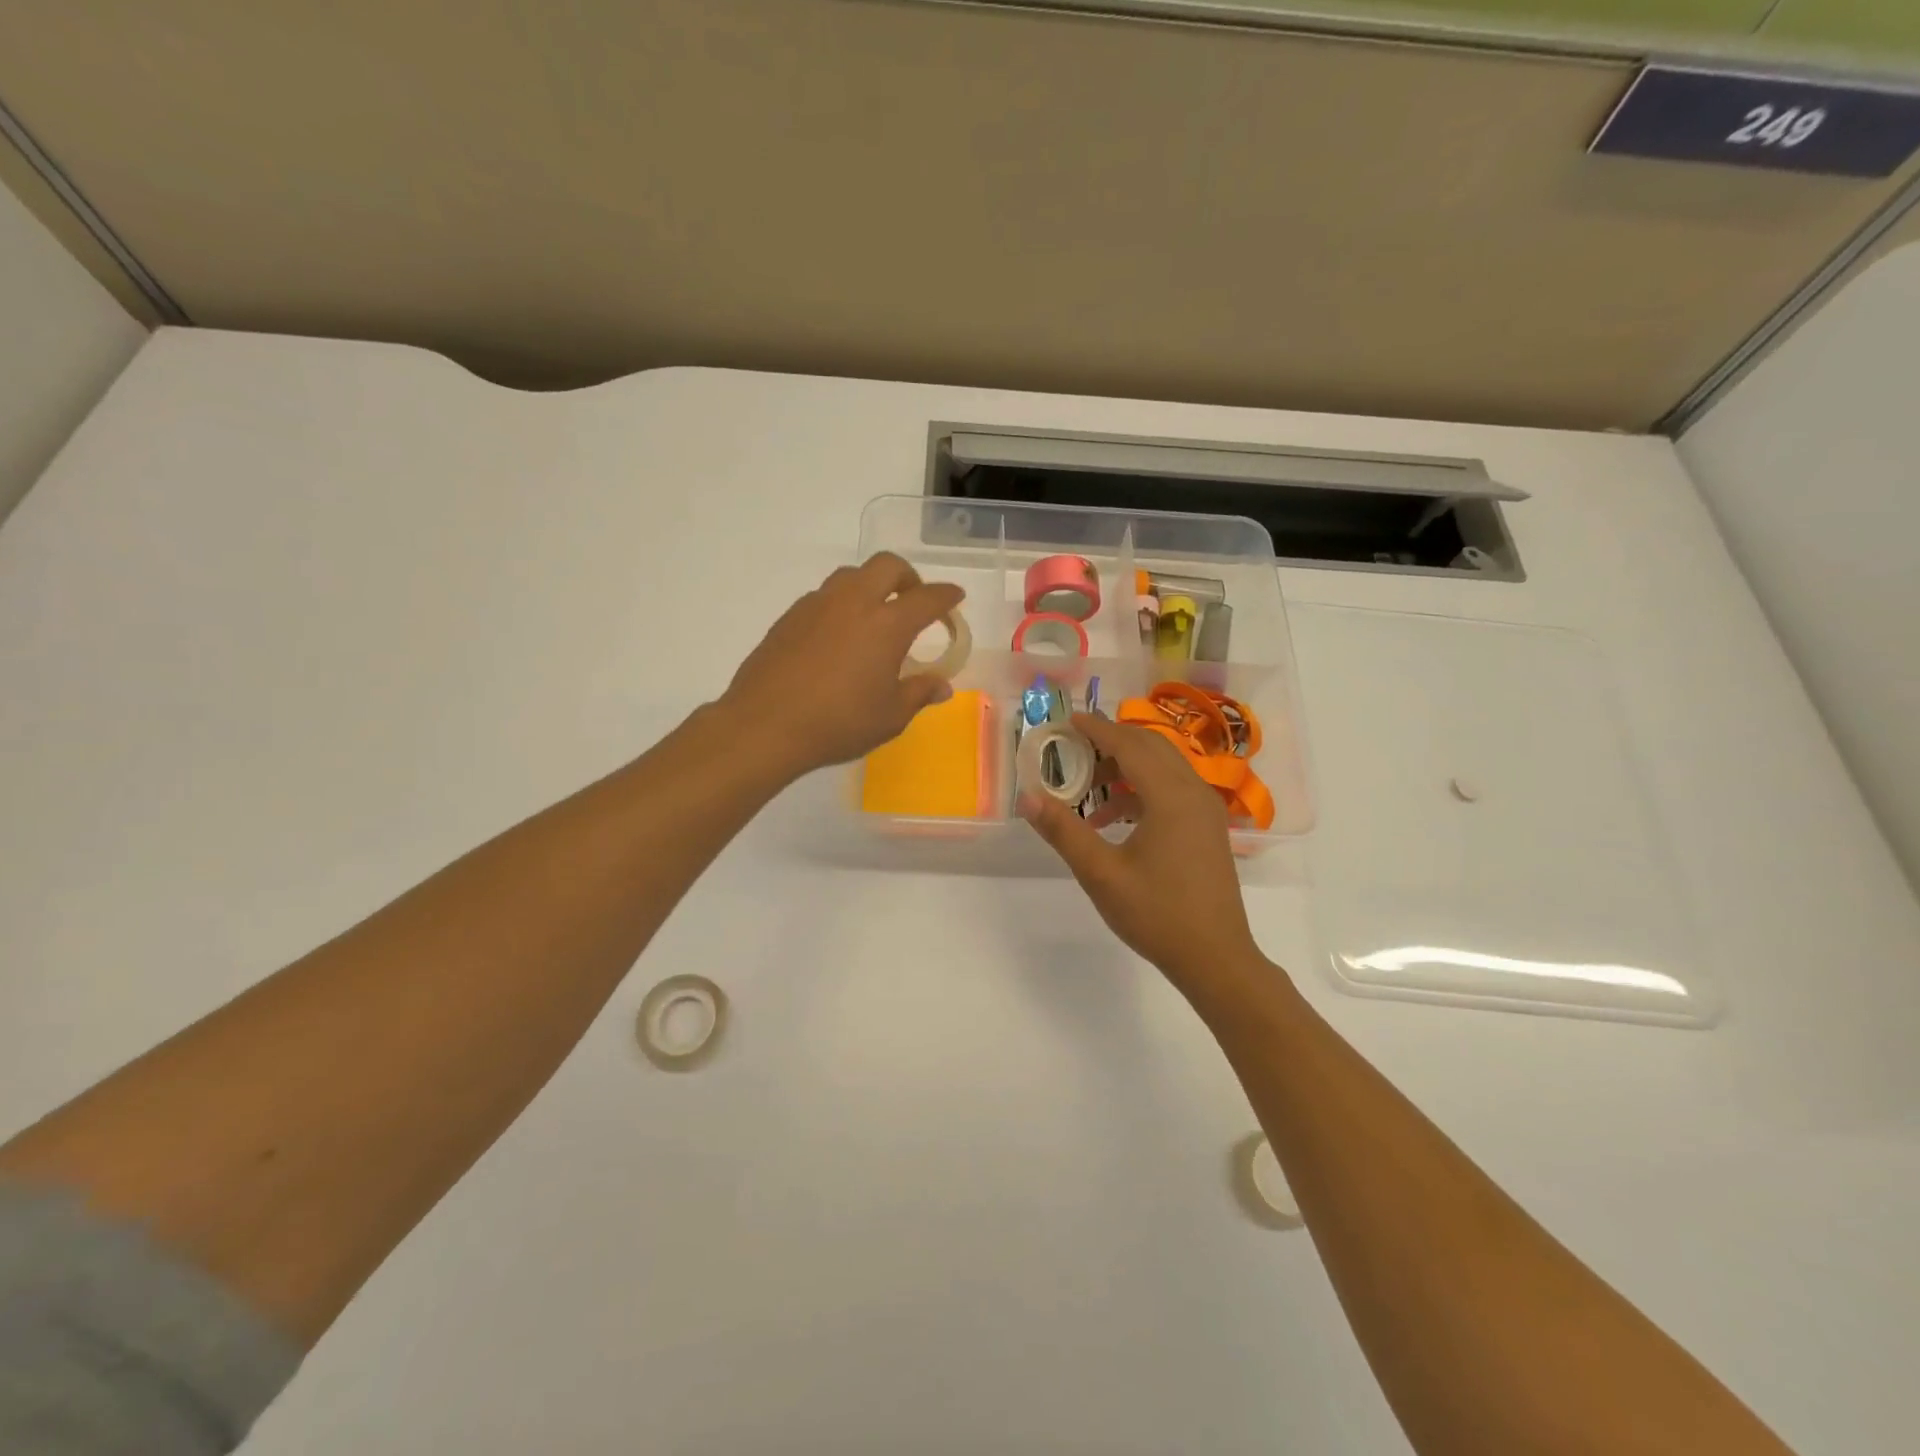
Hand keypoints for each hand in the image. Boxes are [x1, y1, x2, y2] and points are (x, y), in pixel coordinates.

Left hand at [717, 553, 965, 779]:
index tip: (955, 597)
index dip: (946, 596)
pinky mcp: (790, 616)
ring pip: (852, 575)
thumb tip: (942, 686)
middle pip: (887, 566)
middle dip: (908, 576)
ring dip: (871, 585)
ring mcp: (817, 605)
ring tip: (874, 617)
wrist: (765, 725)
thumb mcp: (890, 717)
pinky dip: (841, 604)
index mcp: (887, 624)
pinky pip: (824, 596)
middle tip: (913, 600)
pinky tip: (838, 636)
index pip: (927, 598)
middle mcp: (854, 602)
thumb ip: (918, 693)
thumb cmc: (838, 723)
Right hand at [1020, 713, 1265, 992]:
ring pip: (1163, 768)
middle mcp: (1194, 792)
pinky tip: (1112, 821)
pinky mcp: (1208, 828)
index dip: (1097, 729)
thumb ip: (1064, 831)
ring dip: (1125, 768)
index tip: (1069, 720)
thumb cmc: (1157, 915)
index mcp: (1171, 797)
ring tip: (1087, 791)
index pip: (1130, 745)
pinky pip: (1172, 790)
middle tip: (1074, 747)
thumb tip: (1027, 797)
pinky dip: (1141, 791)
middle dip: (1111, 742)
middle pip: (1150, 747)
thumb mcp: (1101, 874)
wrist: (1216, 958)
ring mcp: (1206, 810)